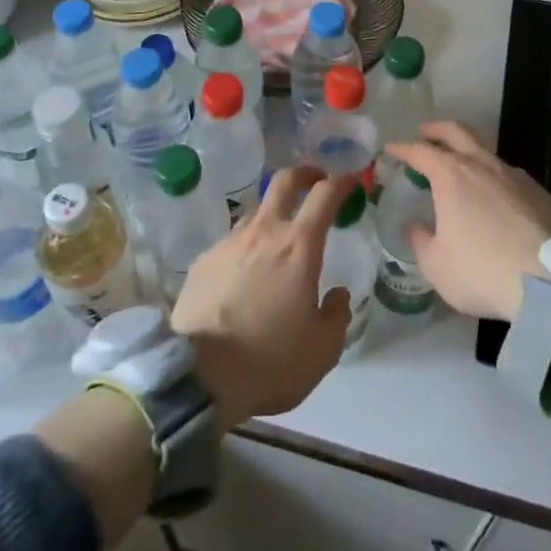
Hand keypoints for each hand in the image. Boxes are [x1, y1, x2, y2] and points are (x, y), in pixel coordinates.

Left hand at [171, 166, 355, 429]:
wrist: (199, 376)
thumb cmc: (270, 361)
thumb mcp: (322, 350)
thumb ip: (336, 315)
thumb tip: (337, 295)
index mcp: (299, 246)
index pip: (324, 195)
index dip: (341, 182)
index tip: (350, 179)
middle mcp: (264, 232)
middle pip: (283, 182)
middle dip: (303, 174)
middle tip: (314, 180)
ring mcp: (229, 243)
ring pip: (256, 212)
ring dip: (272, 214)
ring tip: (277, 238)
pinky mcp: (204, 261)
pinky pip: (232, 243)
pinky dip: (245, 248)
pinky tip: (244, 275)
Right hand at [384, 121, 550, 322]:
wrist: (550, 283)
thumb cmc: (482, 272)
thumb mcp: (436, 266)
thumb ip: (420, 242)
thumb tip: (415, 227)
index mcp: (452, 176)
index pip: (421, 151)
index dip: (403, 148)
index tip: (391, 148)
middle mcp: (482, 165)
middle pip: (457, 132)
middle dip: (437, 129)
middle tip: (425, 132)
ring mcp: (514, 175)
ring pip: (486, 151)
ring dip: (468, 152)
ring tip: (460, 168)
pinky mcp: (538, 191)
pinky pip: (508, 174)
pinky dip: (493, 176)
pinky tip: (494, 195)